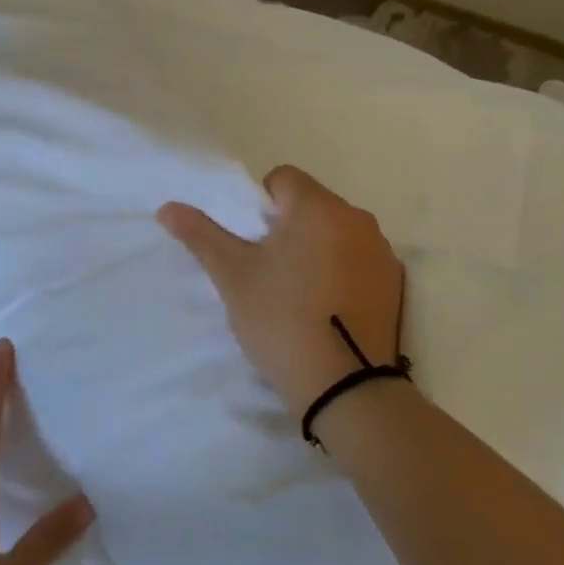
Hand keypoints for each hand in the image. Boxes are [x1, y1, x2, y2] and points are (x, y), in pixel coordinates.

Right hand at [158, 165, 404, 420]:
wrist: (346, 386)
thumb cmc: (281, 319)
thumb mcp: (232, 276)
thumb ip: (201, 234)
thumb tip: (167, 207)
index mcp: (317, 206)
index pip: (283, 178)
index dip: (261, 204)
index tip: (254, 244)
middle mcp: (356, 217)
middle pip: (312, 204)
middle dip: (289, 226)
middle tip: (271, 271)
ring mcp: (381, 250)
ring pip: (337, 231)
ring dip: (318, 247)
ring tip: (301, 294)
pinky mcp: (395, 282)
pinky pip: (360, 259)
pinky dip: (344, 270)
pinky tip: (330, 308)